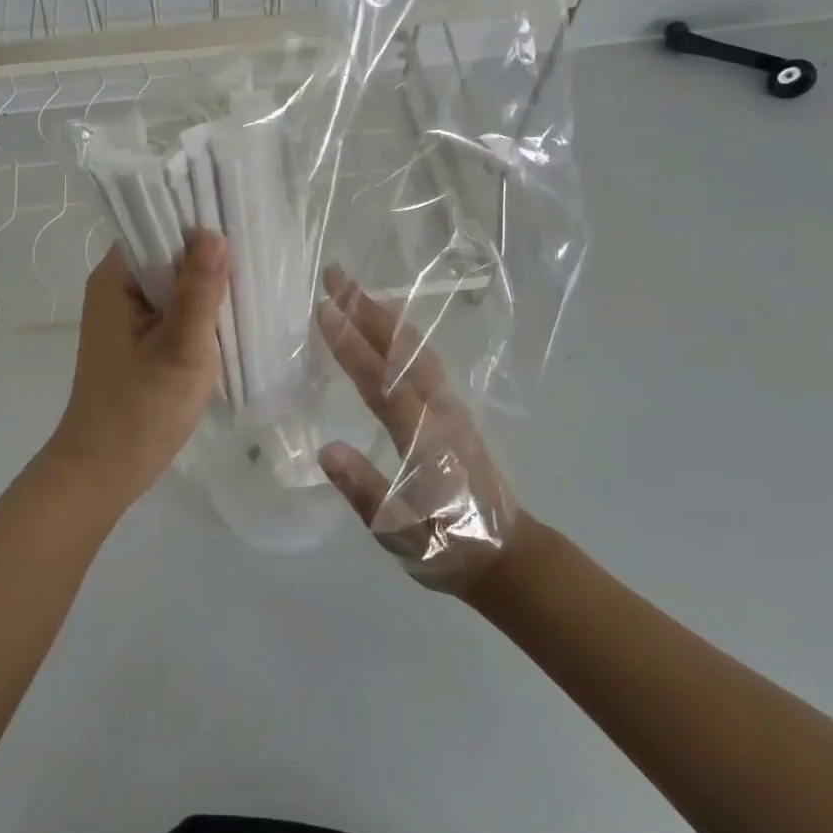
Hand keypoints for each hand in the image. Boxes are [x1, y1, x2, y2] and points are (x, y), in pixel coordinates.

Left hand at [44, 232, 230, 512]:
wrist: (103, 472)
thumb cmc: (140, 411)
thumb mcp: (180, 349)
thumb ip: (199, 291)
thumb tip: (215, 233)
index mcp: (115, 279)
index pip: (157, 227)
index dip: (197, 222)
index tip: (242, 221)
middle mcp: (116, 288)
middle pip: (167, 254)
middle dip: (208, 255)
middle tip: (259, 254)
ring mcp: (126, 315)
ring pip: (174, 283)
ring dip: (206, 286)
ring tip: (253, 281)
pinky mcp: (139, 339)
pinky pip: (172, 309)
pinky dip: (198, 311)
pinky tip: (232, 316)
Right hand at [315, 267, 513, 594]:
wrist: (509, 557)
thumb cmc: (449, 546)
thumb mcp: (400, 533)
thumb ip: (365, 491)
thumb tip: (326, 450)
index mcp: (422, 438)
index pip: (380, 381)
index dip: (350, 344)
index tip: (323, 309)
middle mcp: (438, 411)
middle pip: (401, 348)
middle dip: (366, 308)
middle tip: (334, 275)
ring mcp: (450, 408)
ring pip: (415, 348)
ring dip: (383, 315)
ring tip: (354, 291)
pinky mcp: (454, 412)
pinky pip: (423, 359)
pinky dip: (400, 333)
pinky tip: (386, 330)